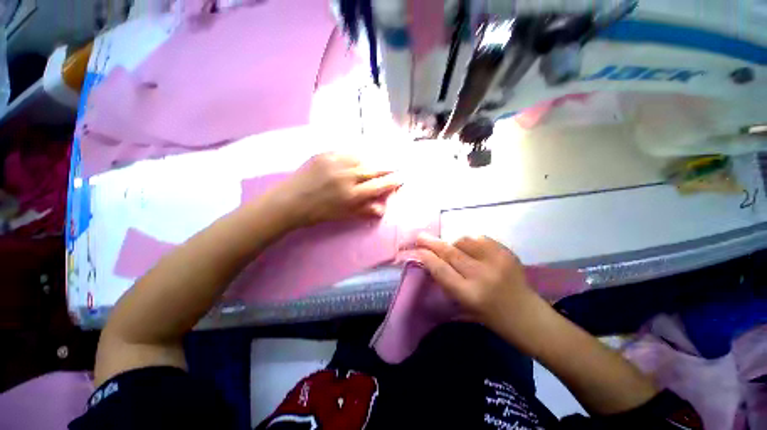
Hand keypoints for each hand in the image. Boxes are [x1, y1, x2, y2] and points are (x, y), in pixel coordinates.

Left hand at [270, 153, 400, 227]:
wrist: (289, 201)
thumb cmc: (318, 213)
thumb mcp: (343, 215)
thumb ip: (364, 210)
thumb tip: (383, 208)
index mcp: (352, 195)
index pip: (379, 185)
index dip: (392, 181)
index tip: (402, 177)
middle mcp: (347, 176)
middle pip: (374, 169)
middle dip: (388, 168)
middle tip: (397, 166)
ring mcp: (335, 162)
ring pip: (362, 158)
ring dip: (373, 160)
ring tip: (380, 161)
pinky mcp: (325, 154)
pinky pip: (347, 152)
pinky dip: (357, 155)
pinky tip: (360, 157)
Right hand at [415, 234, 545, 333]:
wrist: (529, 317)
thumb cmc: (492, 318)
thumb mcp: (464, 306)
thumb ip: (447, 283)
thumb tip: (431, 262)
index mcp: (470, 295)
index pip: (441, 269)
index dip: (427, 257)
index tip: (417, 250)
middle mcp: (481, 276)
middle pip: (450, 253)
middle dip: (432, 243)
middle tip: (421, 237)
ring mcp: (496, 261)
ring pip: (464, 241)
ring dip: (454, 243)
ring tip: (454, 249)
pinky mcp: (507, 253)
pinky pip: (480, 239)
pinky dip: (471, 242)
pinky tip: (471, 249)